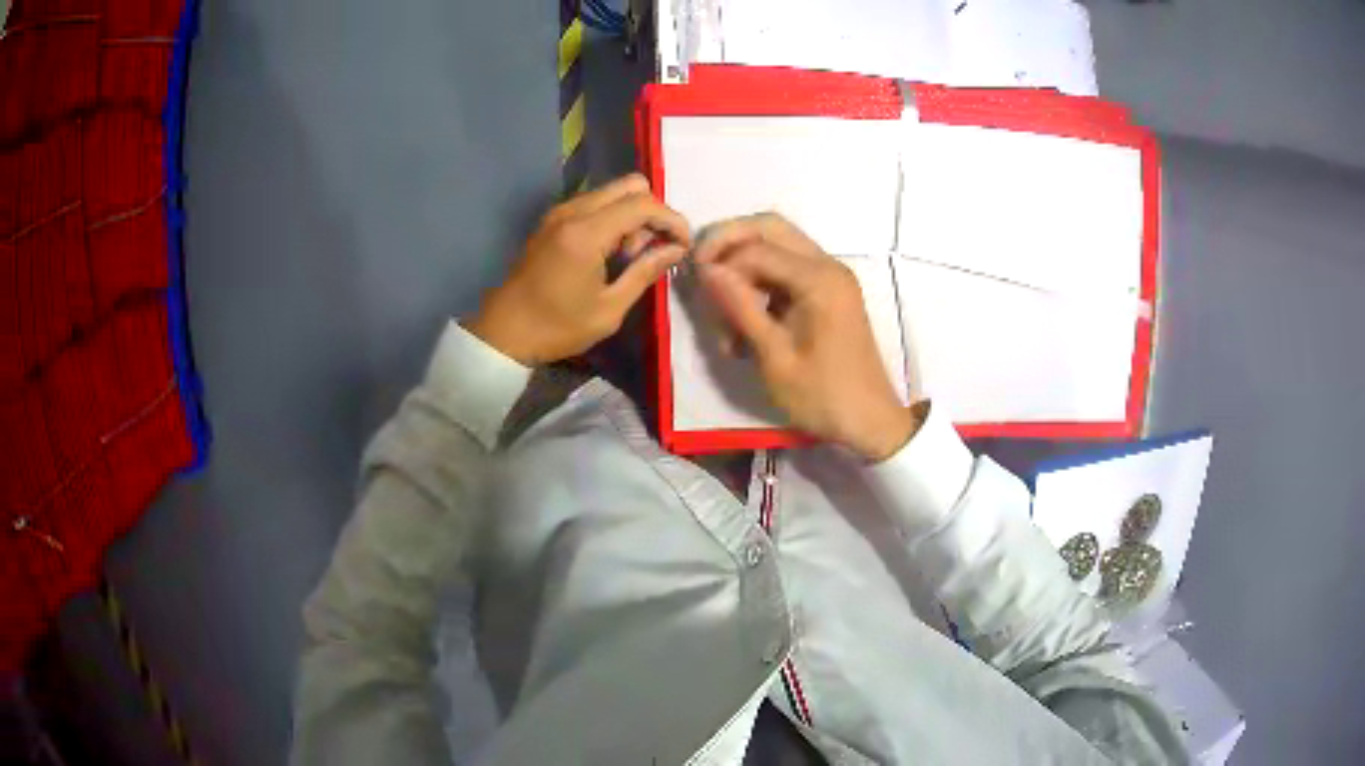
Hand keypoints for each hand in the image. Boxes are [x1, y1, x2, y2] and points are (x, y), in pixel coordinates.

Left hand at [466, 174, 689, 364]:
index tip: (683, 245)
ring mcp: (560, 212)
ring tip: (630, 256)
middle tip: (653, 248)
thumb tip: (675, 249)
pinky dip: (613, 217)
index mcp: (586, 233)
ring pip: (613, 191)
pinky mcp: (553, 219)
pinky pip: (595, 202)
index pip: (643, 204)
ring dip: (632, 214)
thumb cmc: (557, 327)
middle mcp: (572, 211)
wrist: (504, 331)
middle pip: (631, 185)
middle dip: (653, 211)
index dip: (672, 219)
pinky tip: (611, 252)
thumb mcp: (609, 310)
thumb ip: (645, 272)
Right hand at [695, 214, 921, 460]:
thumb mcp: (774, 356)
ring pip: (775, 247)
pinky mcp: (827, 292)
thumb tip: (706, 269)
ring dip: (744, 269)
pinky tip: (745, 325)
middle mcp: (827, 265)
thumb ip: (740, 307)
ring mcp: (830, 277)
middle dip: (729, 245)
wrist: (869, 421)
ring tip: (726, 318)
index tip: (692, 285)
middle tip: (703, 275)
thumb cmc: (822, 395)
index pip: (755, 247)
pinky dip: (760, 286)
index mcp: (819, 279)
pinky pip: (785, 271)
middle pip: (769, 228)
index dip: (718, 258)